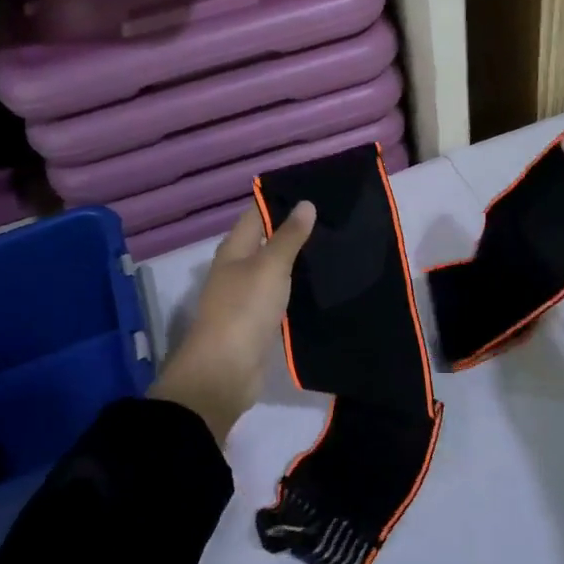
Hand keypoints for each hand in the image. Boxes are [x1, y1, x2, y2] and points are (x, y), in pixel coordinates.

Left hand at [149, 202, 316, 444]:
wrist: (225, 372)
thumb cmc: (244, 310)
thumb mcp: (269, 267)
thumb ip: (289, 237)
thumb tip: (306, 204)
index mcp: (234, 249)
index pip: (258, 214)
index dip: (282, 201)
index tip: (317, 190)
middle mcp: (238, 268)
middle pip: (268, 241)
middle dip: (296, 230)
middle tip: (336, 218)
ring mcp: (248, 296)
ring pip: (277, 269)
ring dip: (300, 260)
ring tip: (337, 246)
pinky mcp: (260, 321)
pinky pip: (282, 296)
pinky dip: (299, 288)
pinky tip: (324, 283)